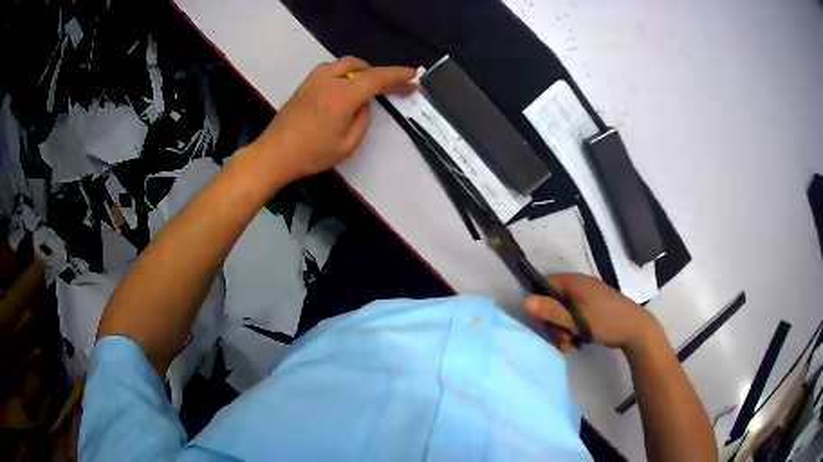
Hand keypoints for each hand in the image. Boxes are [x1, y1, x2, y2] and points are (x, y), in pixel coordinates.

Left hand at [250, 56, 416, 183]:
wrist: (274, 154)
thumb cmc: (311, 155)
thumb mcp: (347, 146)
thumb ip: (362, 120)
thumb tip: (364, 104)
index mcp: (342, 97)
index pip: (376, 78)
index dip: (397, 75)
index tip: (413, 75)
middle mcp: (329, 81)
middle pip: (360, 66)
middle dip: (379, 73)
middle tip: (391, 86)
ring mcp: (314, 80)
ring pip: (344, 63)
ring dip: (360, 70)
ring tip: (368, 84)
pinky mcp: (304, 84)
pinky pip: (330, 68)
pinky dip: (344, 71)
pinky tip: (344, 85)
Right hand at [524, 273, 662, 352]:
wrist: (636, 329)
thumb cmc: (606, 321)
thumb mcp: (577, 320)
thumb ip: (552, 311)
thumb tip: (525, 301)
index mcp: (575, 282)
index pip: (546, 284)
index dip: (539, 302)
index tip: (542, 322)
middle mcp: (580, 285)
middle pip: (554, 300)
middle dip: (553, 322)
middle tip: (560, 339)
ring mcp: (588, 296)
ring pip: (564, 310)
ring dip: (562, 328)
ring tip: (569, 344)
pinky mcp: (594, 307)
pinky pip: (575, 314)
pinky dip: (573, 327)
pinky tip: (577, 340)